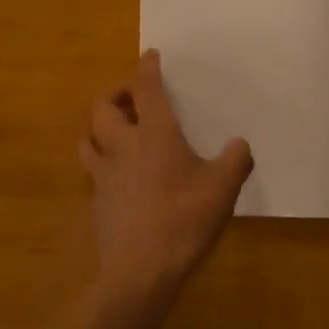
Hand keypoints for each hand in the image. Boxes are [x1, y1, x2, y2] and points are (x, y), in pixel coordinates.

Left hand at [80, 50, 252, 312]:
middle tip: (131, 99)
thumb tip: (240, 145)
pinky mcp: (96, 203)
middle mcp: (123, 146)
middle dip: (114, 96)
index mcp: (154, 134)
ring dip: (99, 128)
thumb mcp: (223, 189)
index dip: (147, 69)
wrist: (139, 272)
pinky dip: (101, 163)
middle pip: (102, 108)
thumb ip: (235, 161)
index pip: (145, 89)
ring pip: (88, 138)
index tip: (150, 55)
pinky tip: (118, 176)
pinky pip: (92, 172)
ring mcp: (104, 175)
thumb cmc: (183, 220)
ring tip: (116, 131)